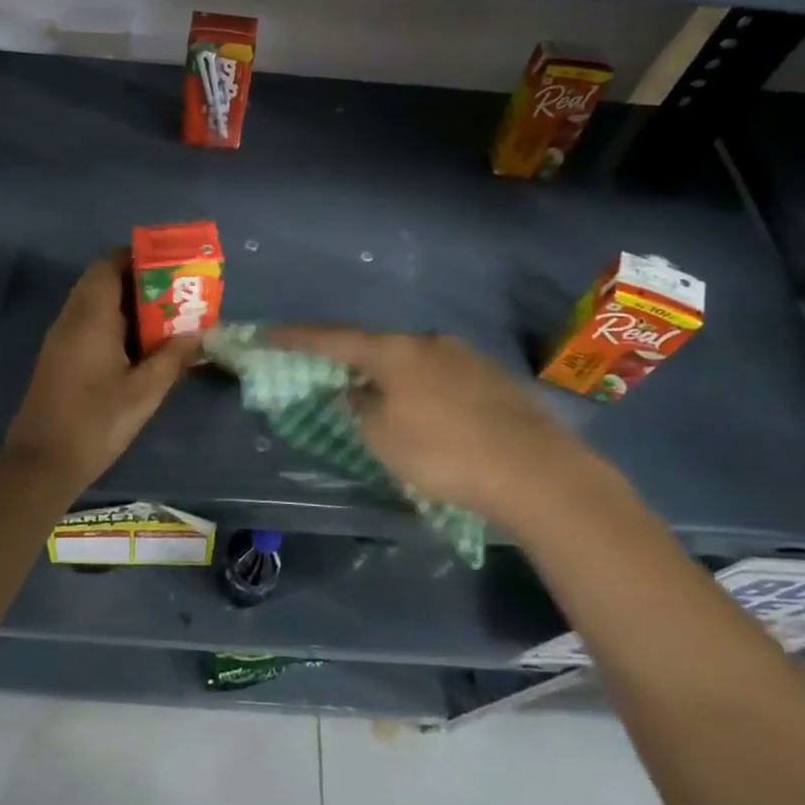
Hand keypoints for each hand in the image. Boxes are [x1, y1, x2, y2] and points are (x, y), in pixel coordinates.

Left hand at [3, 251, 200, 490]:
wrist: (42, 463)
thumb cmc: (96, 422)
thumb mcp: (144, 392)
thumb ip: (173, 358)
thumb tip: (198, 333)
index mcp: (91, 316)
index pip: (109, 264)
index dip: (139, 257)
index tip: (171, 266)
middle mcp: (72, 318)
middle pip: (102, 280)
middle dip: (139, 280)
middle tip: (176, 294)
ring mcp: (62, 337)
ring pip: (95, 302)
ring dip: (128, 304)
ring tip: (165, 317)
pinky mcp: (60, 356)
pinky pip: (89, 322)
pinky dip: (115, 322)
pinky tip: (140, 346)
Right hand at [267, 328, 623, 532]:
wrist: (536, 472)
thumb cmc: (443, 453)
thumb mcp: (382, 438)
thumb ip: (358, 408)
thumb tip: (357, 393)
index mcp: (394, 351)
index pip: (333, 338)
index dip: (297, 337)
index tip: (268, 333)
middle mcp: (429, 342)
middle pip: (377, 346)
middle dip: (351, 360)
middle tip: (332, 375)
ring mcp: (466, 356)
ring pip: (413, 362)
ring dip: (392, 377)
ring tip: (384, 402)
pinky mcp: (494, 378)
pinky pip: (443, 377)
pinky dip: (425, 390)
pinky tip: (432, 416)